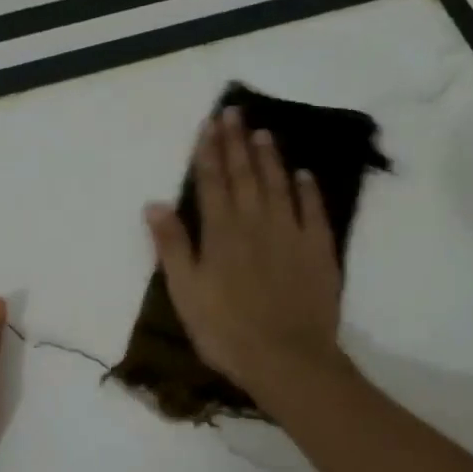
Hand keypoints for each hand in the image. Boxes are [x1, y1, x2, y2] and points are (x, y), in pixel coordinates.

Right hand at [144, 107, 346, 402]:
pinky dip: (307, 190)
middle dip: (237, 142)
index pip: (213, 182)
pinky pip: (312, 210)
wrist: (286, 358)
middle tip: (234, 112)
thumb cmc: (225, 330)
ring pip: (278, 185)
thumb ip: (172, 246)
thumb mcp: (185, 292)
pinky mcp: (318, 250)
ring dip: (269, 158)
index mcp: (221, 232)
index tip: (209, 124)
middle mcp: (256, 222)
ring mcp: (291, 233)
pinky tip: (303, 175)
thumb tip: (154, 204)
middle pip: (245, 175)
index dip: (209, 152)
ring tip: (263, 132)